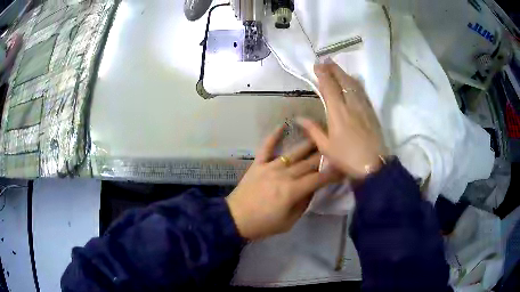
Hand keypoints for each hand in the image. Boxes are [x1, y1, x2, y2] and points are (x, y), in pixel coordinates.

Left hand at [226, 127, 339, 239]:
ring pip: (294, 152)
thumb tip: (313, 188)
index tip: (345, 167)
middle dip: (325, 155)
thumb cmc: (263, 225)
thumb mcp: (289, 221)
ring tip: (320, 135)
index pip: (319, 178)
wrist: (234, 219)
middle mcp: (284, 175)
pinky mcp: (258, 164)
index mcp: (292, 191)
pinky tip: (283, 125)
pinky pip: (267, 147)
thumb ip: (303, 203)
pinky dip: (274, 135)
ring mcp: (270, 167)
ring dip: (308, 143)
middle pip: (309, 162)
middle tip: (337, 148)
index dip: (333, 172)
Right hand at [297, 62, 386, 179]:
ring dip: (345, 74)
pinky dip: (356, 83)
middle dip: (334, 69)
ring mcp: (363, 107)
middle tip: (326, 61)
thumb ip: (313, 130)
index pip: (329, 87)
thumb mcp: (326, 148)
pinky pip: (363, 92)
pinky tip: (354, 81)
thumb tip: (299, 118)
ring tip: (338, 68)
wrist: (374, 166)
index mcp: (338, 113)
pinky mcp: (372, 112)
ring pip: (354, 85)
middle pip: (343, 81)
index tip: (317, 65)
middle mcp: (351, 105)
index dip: (323, 74)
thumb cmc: (347, 158)